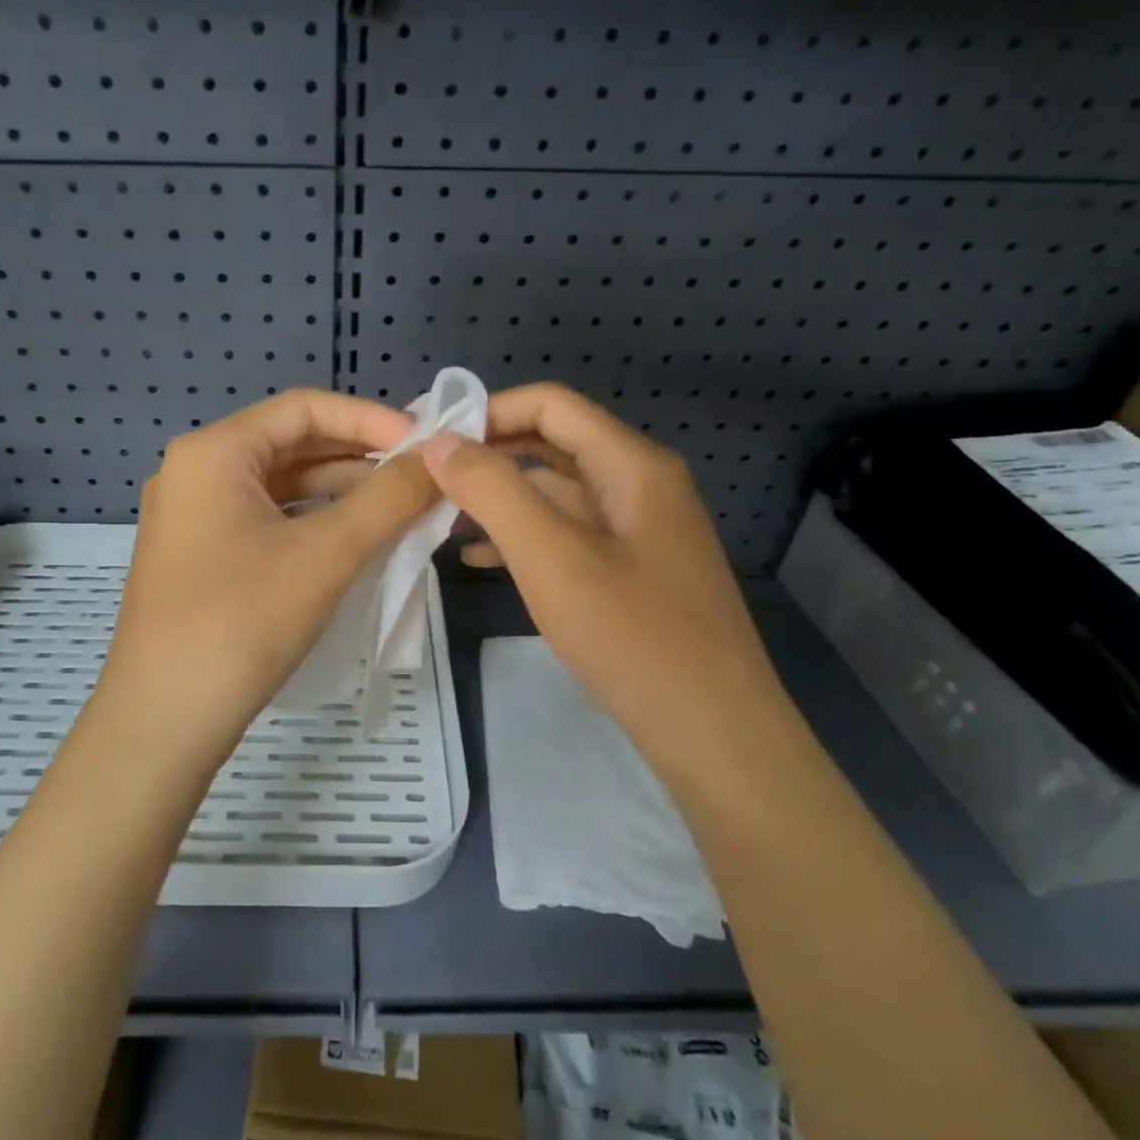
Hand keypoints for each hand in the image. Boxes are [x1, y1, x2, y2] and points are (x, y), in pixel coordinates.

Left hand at [90, 389, 439, 768]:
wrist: (163, 722)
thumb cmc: (242, 622)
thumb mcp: (326, 554)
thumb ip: (390, 498)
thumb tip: (440, 458)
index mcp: (214, 451)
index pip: (305, 407)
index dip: (370, 419)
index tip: (425, 444)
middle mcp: (196, 471)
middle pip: (292, 444)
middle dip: (359, 457)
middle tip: (421, 476)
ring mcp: (193, 516)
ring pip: (281, 486)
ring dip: (340, 492)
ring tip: (401, 509)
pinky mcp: (200, 556)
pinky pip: (266, 520)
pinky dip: (313, 523)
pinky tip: (356, 541)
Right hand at [422, 383, 800, 771]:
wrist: (714, 735)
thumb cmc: (632, 636)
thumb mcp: (551, 556)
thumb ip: (492, 490)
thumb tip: (440, 441)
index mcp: (631, 464)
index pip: (549, 404)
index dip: (487, 411)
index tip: (430, 438)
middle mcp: (640, 483)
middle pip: (551, 444)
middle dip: (487, 455)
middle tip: (425, 478)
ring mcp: (638, 529)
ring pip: (555, 492)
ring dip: (499, 498)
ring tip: (439, 518)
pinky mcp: (631, 569)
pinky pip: (567, 533)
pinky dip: (522, 536)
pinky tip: (477, 558)